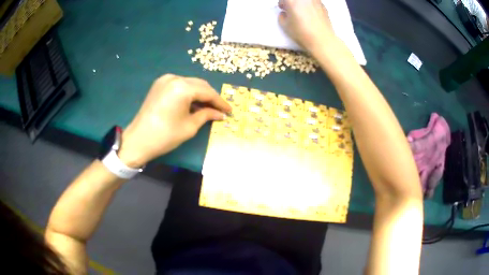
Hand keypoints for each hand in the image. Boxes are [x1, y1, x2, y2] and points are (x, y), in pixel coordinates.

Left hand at [118, 74, 231, 166]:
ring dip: (200, 95)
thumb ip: (207, 115)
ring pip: (190, 84)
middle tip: (220, 110)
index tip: (229, 110)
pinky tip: (193, 104)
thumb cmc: (165, 136)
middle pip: (199, 85)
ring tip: (208, 108)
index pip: (207, 92)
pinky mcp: (159, 84)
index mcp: (182, 87)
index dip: (220, 102)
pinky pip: (180, 86)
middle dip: (211, 97)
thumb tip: (221, 114)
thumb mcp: (190, 127)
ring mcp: (165, 80)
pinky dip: (188, 93)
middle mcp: (174, 78)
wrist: (138, 140)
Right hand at [278, 0, 336, 54]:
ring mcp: (314, 0)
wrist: (322, 39)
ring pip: (305, 0)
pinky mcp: (323, 5)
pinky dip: (310, 6)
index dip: (282, 4)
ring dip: (302, 3)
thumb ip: (282, 16)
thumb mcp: (285, 25)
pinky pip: (313, 2)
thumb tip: (285, 13)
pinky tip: (311, 14)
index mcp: (291, 0)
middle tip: (292, 10)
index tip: (283, 9)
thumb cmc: (302, 32)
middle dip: (292, 3)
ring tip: (302, 12)